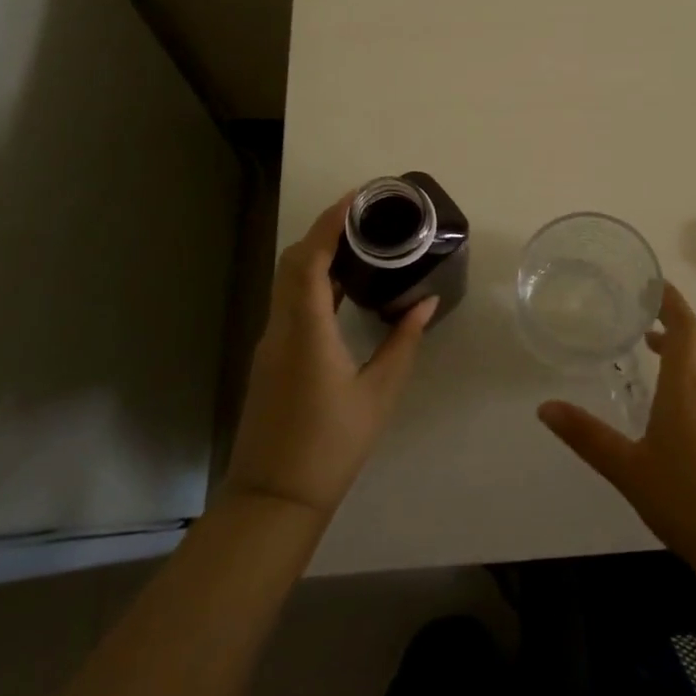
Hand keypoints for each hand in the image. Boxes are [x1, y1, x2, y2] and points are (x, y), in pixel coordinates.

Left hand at [223, 193, 436, 520]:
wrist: (274, 497)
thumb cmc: (331, 445)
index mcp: (306, 330)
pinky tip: (342, 288)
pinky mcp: (272, 357)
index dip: (330, 222)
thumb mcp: (378, 394)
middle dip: (324, 230)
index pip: (309, 258)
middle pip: (293, 261)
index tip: (358, 198)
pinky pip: (290, 303)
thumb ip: (402, 343)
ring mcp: (271, 342)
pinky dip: (312, 282)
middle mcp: (281, 327)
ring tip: (360, 243)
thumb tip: (425, 304)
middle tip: (364, 216)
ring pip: (287, 281)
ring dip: (317, 255)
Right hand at [538, 282, 695, 577]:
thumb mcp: (628, 470)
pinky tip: (685, 405)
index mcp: (687, 388)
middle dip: (678, 321)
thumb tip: (545, 408)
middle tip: (648, 318)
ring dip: (690, 347)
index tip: (654, 285)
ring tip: (659, 354)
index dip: (671, 302)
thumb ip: (587, 436)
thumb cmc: (687, 503)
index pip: (684, 327)